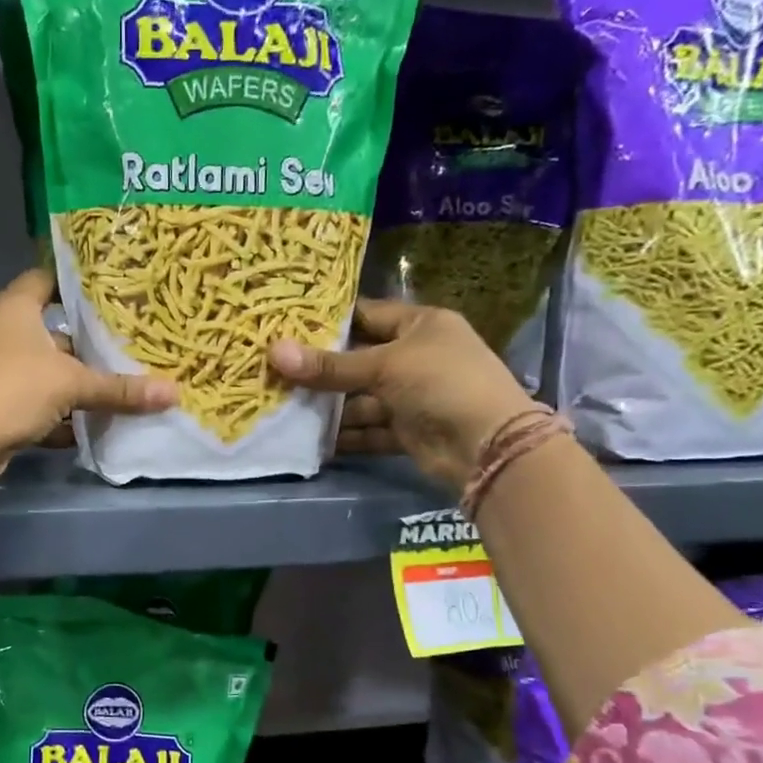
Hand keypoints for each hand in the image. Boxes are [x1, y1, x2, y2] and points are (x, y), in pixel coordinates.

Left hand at [0, 269, 175, 483]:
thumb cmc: (13, 389)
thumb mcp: (72, 385)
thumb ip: (120, 389)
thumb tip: (173, 393)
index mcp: (14, 308)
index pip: (46, 279)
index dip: (75, 283)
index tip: (110, 292)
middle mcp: (0, 330)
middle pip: (50, 330)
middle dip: (84, 343)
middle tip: (125, 345)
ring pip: (43, 369)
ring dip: (72, 383)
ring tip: (115, 387)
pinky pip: (32, 401)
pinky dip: (56, 414)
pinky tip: (86, 427)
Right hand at [270, 299, 534, 495]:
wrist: (488, 446)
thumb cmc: (441, 383)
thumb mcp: (384, 366)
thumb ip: (330, 366)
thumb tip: (274, 353)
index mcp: (421, 325)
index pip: (366, 315)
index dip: (328, 322)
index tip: (286, 328)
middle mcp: (417, 357)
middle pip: (358, 360)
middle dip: (321, 370)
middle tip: (274, 372)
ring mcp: (413, 396)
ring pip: (360, 399)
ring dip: (328, 407)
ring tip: (283, 408)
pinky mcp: (408, 432)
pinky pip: (369, 430)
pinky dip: (345, 436)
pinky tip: (310, 440)